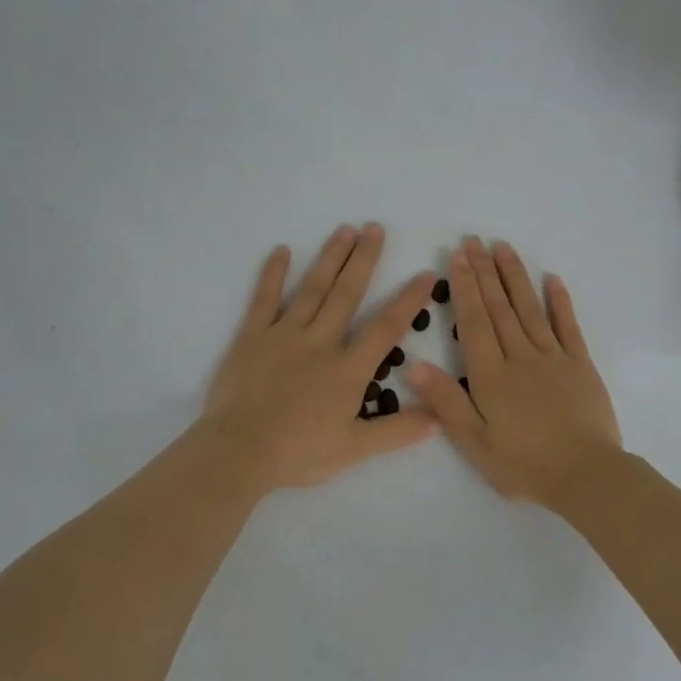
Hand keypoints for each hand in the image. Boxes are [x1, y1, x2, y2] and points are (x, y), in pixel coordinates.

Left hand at [203, 224, 438, 491]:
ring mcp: (283, 335)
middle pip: (347, 295)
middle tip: (375, 228)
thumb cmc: (299, 452)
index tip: (426, 274)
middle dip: (364, 260)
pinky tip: (281, 251)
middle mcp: (320, 342)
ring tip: (345, 230)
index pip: (386, 328)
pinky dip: (272, 274)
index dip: (408, 300)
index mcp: (348, 369)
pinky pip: (264, 300)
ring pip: (312, 290)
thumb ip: (397, 432)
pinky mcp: (251, 338)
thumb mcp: (355, 449)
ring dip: (329, 258)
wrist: (241, 451)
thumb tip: (439, 419)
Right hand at [410, 237, 621, 507]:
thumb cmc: (523, 463)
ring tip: (504, 248)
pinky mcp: (580, 365)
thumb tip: (415, 365)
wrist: (584, 475)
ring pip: (530, 309)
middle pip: (499, 308)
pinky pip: (568, 326)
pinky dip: (560, 302)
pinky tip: (552, 280)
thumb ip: (446, 401)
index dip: (465, 287)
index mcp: (491, 375)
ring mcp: (553, 358)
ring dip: (515, 277)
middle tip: (474, 240)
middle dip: (485, 272)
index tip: (458, 256)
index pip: (474, 322)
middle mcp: (520, 356)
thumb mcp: (474, 441)